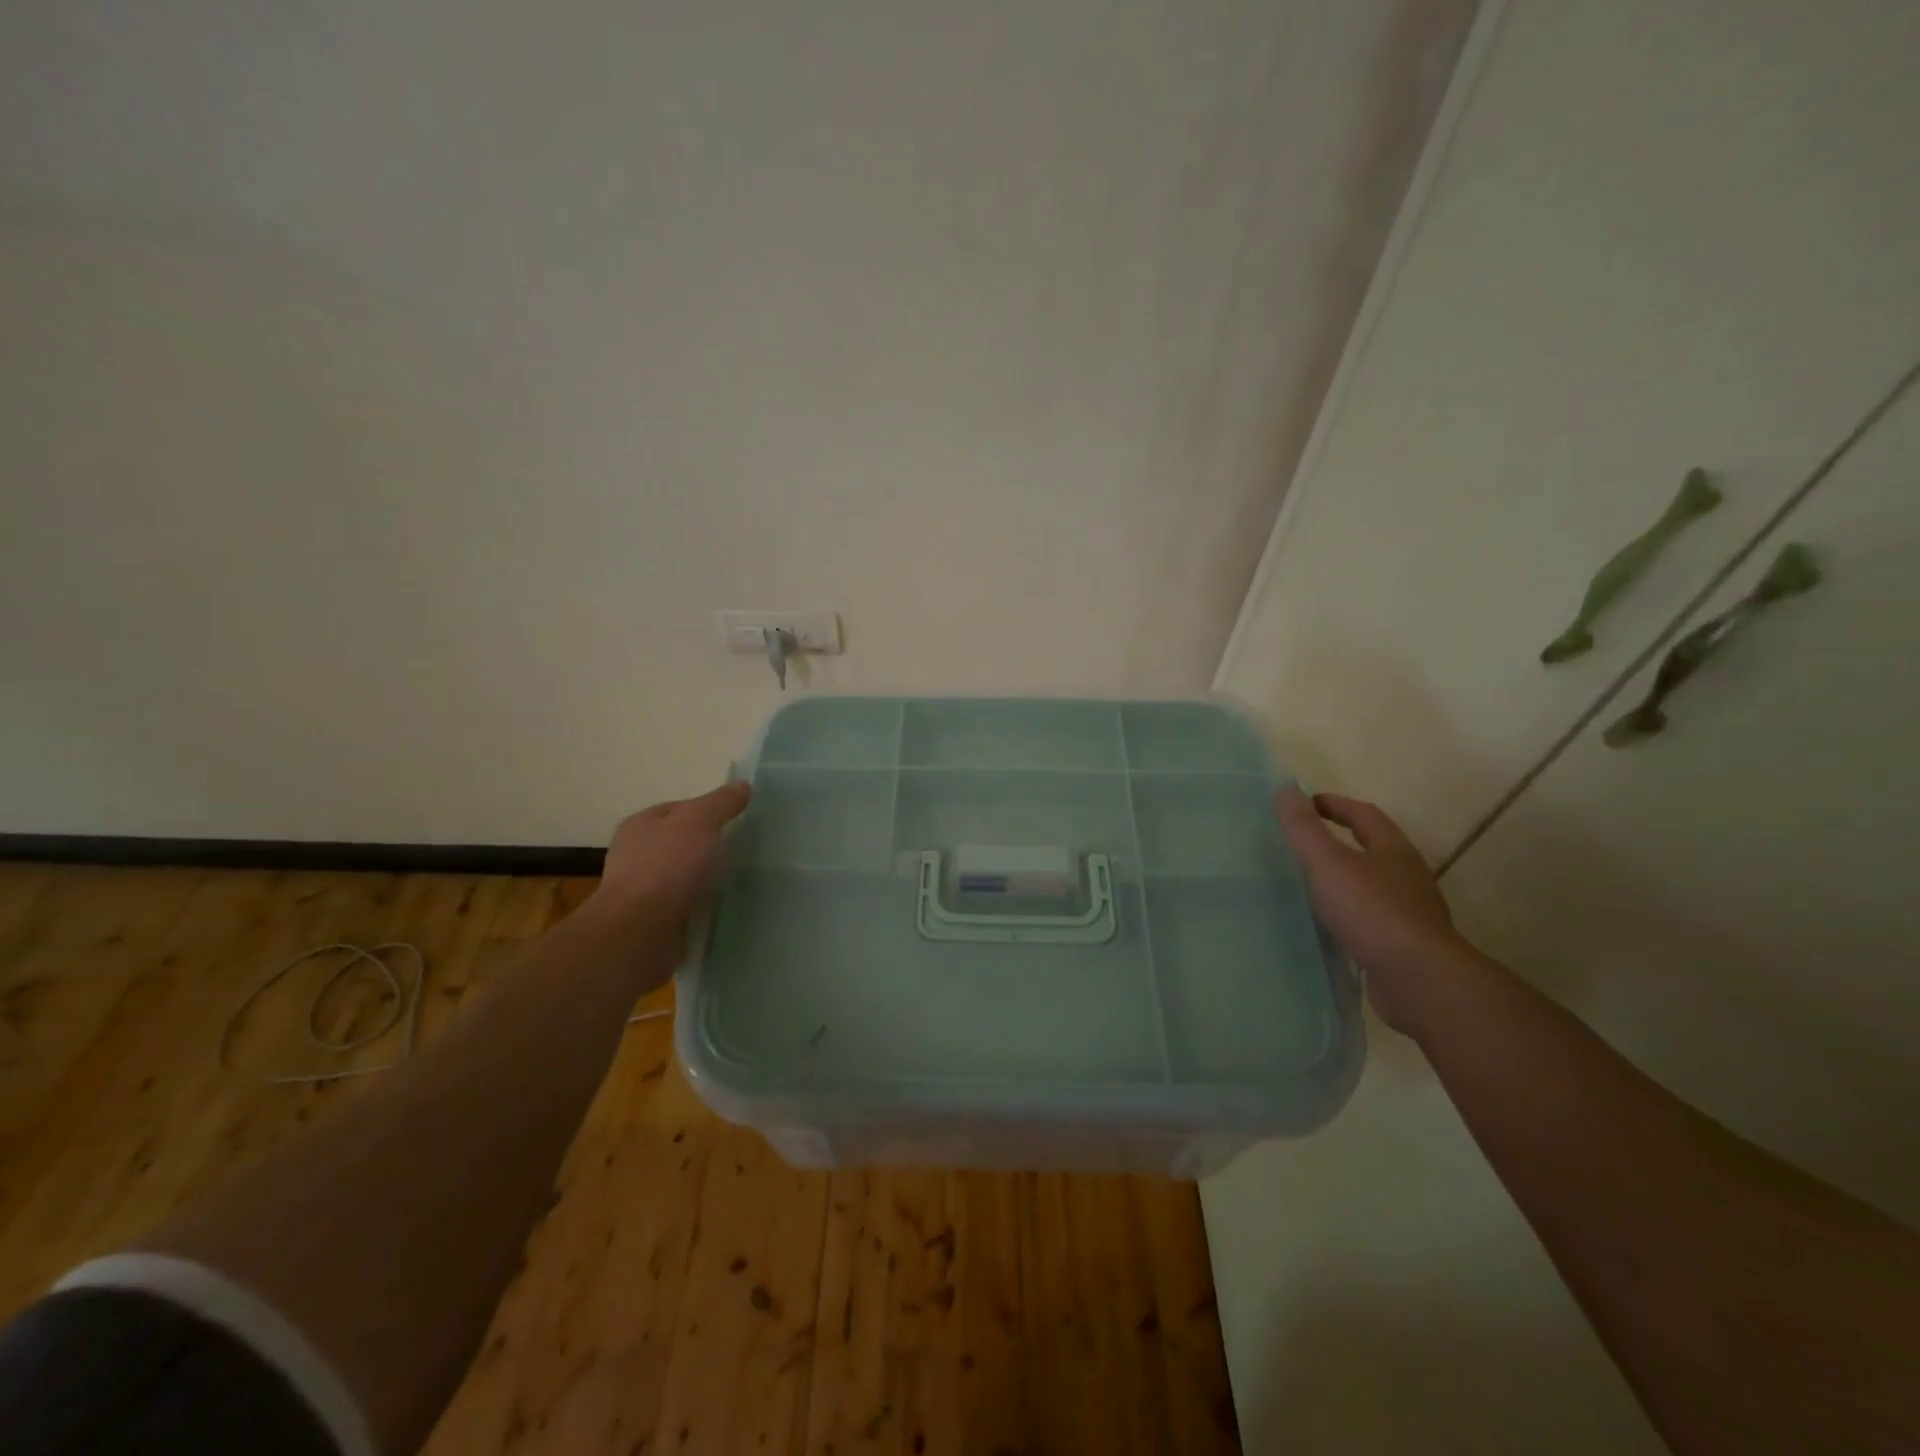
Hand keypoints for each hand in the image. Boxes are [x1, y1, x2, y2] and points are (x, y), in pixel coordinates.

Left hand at [594, 781, 752, 931]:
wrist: (637, 933)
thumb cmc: (666, 868)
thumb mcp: (699, 822)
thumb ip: (721, 802)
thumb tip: (742, 784)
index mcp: (641, 825)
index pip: (680, 809)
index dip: (709, 811)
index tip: (738, 822)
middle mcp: (636, 855)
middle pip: (681, 843)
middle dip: (709, 847)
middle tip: (743, 853)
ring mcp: (641, 890)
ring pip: (683, 876)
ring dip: (705, 880)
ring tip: (736, 882)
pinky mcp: (650, 921)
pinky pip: (683, 906)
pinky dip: (700, 906)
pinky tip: (721, 909)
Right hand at [1275, 787, 1473, 1034]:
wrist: (1419, 980)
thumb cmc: (1372, 911)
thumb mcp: (1328, 863)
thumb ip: (1304, 828)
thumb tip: (1286, 789)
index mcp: (1393, 850)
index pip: (1364, 814)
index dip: (1334, 805)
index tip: (1305, 804)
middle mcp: (1407, 876)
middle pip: (1373, 848)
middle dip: (1341, 840)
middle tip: (1303, 842)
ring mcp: (1410, 912)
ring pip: (1373, 884)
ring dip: (1345, 879)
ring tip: (1310, 883)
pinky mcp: (1405, 945)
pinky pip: (1372, 918)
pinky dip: (1349, 913)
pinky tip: (1329, 924)